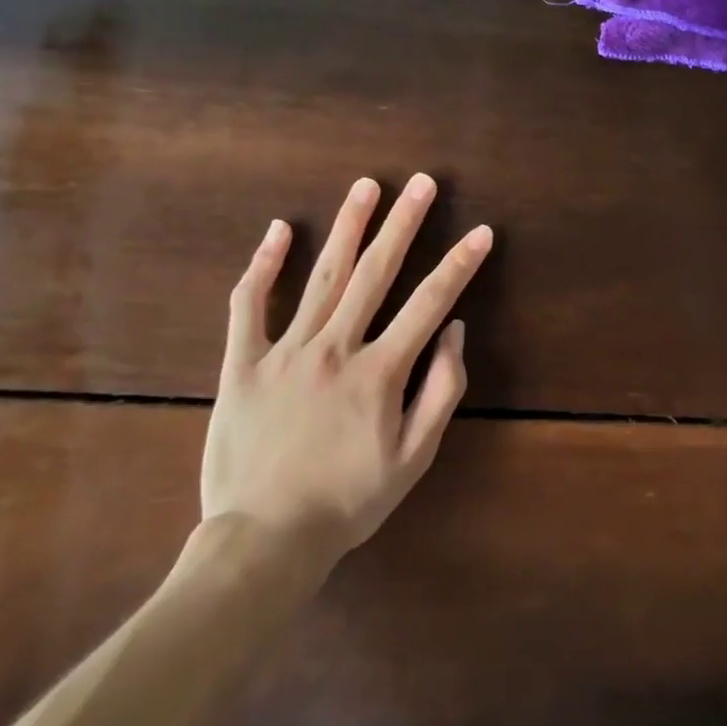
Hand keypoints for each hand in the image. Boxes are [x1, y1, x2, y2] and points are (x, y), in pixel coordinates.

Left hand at [202, 174, 492, 559]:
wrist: (262, 543)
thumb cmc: (346, 502)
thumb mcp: (412, 460)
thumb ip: (441, 391)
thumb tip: (454, 330)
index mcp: (379, 372)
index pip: (429, 303)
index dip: (460, 265)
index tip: (481, 232)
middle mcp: (336, 348)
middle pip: (376, 272)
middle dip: (404, 222)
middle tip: (422, 182)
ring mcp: (287, 351)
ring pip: (323, 275)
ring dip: (348, 226)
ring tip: (366, 186)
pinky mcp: (244, 363)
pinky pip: (250, 305)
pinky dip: (262, 265)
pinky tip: (278, 230)